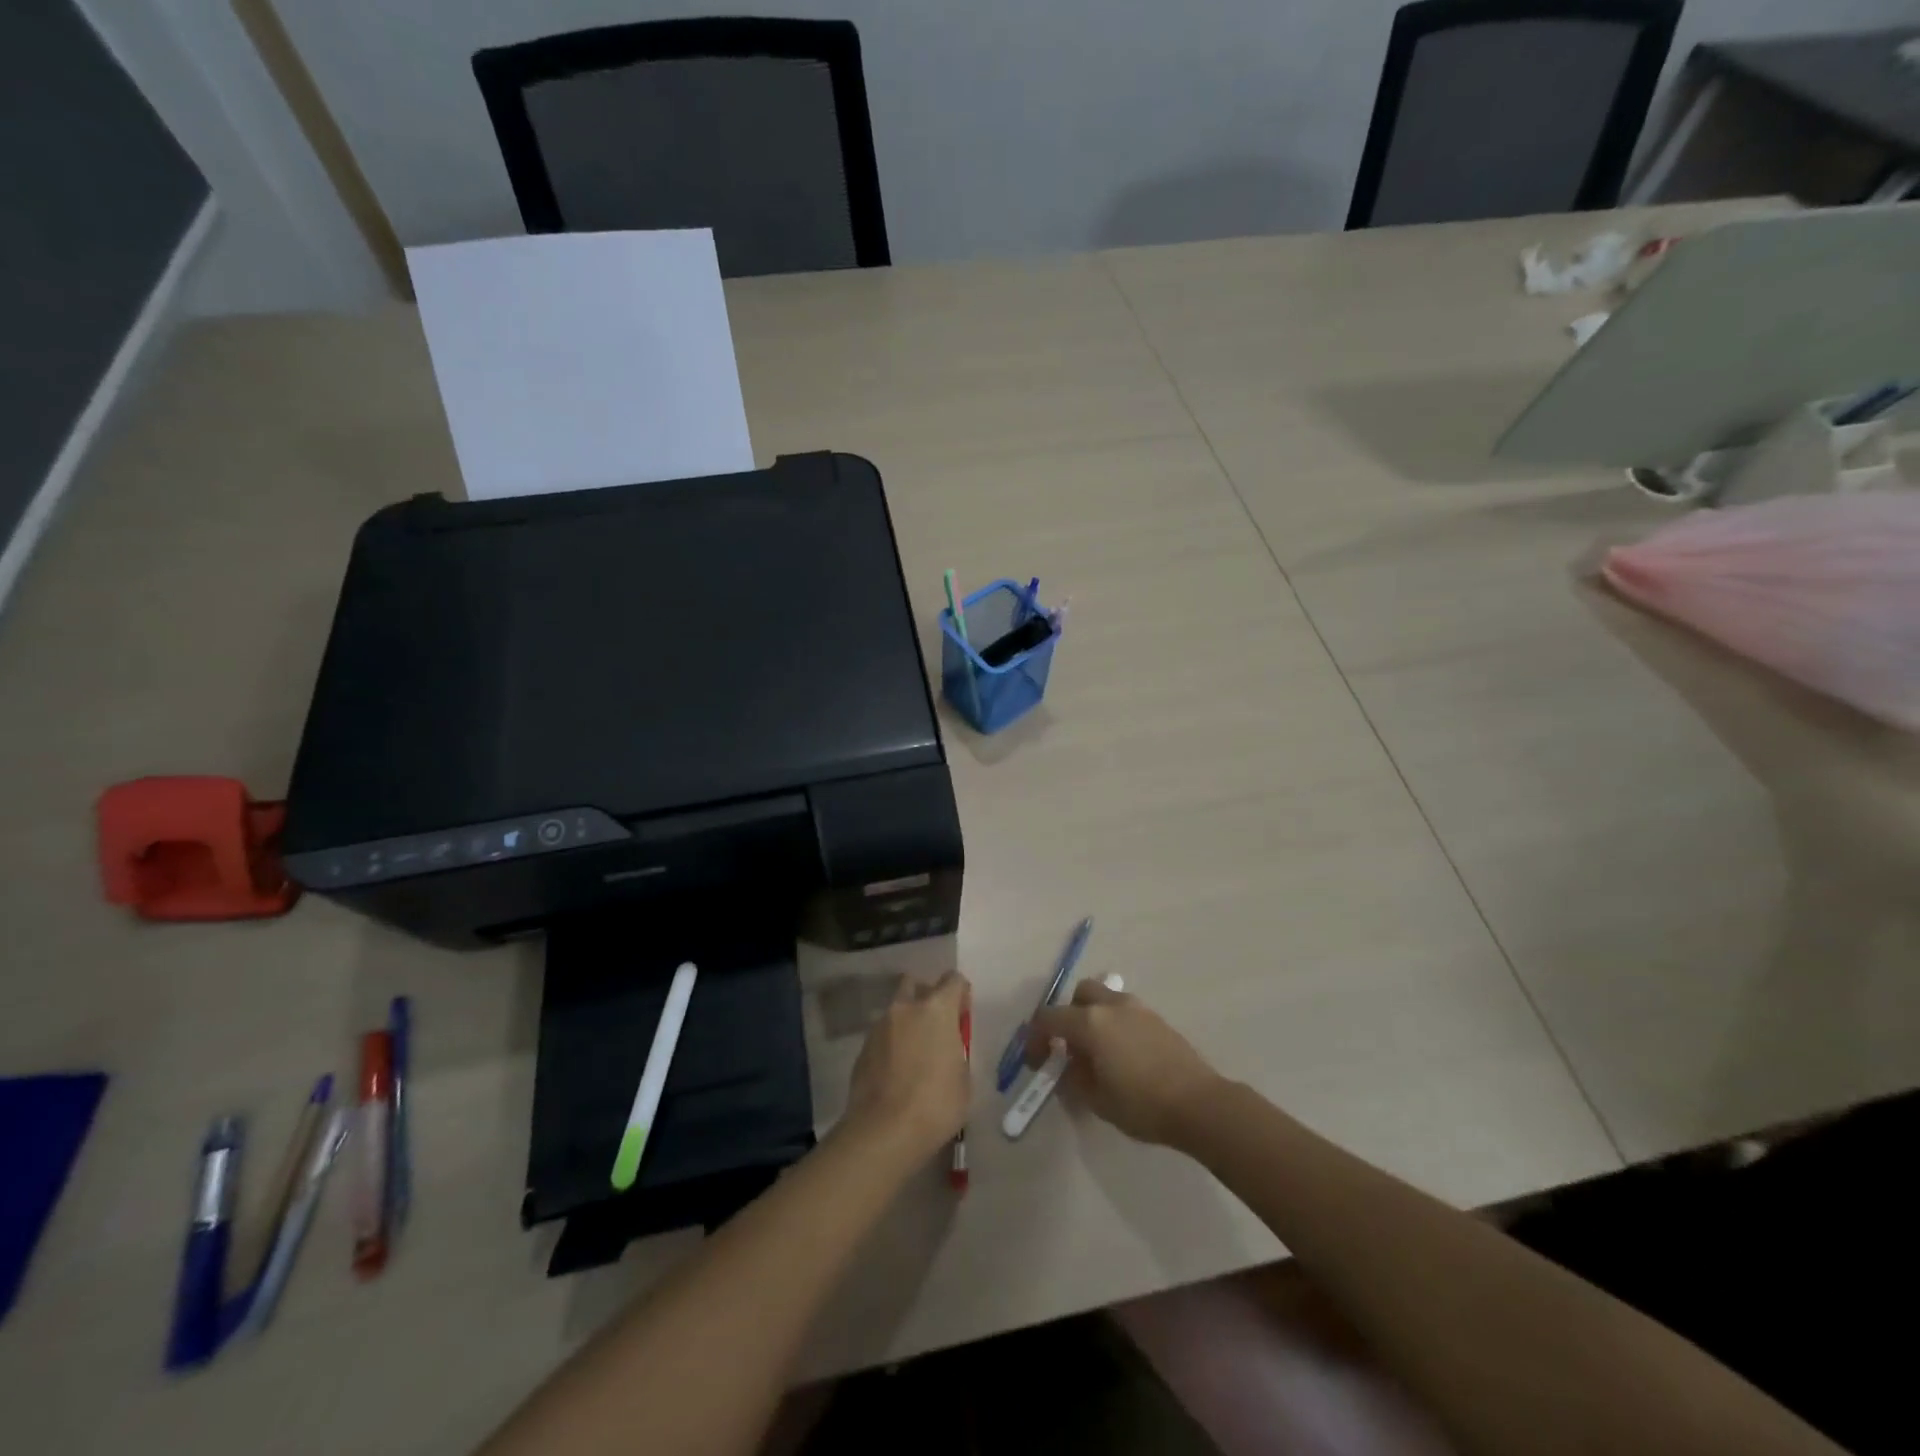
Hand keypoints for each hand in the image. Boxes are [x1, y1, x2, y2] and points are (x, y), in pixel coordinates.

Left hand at [841, 970, 971, 1164]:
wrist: (884, 1131)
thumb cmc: (936, 1104)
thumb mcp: (963, 1078)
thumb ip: (956, 1051)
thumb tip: (946, 1050)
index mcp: (936, 1009)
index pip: (953, 980)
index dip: (961, 994)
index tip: (962, 1016)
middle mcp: (905, 1008)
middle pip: (915, 984)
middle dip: (926, 996)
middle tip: (935, 1025)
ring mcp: (879, 1026)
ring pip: (896, 1010)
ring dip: (907, 1022)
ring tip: (915, 1054)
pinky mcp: (862, 1048)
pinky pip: (882, 1035)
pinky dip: (891, 1044)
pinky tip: (897, 1072)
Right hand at [1027, 979, 1221, 1146]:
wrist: (1200, 1104)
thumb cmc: (1142, 1104)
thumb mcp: (1097, 1101)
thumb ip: (1074, 1079)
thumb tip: (1067, 1067)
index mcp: (1090, 1022)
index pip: (1049, 1018)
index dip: (1035, 1038)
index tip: (1036, 1062)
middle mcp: (1111, 1005)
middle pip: (1079, 995)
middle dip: (1068, 1016)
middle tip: (1070, 1048)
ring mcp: (1137, 1008)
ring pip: (1104, 999)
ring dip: (1093, 1018)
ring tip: (1098, 1053)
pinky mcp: (1157, 1018)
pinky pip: (1124, 1012)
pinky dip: (1114, 1025)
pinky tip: (1122, 1056)